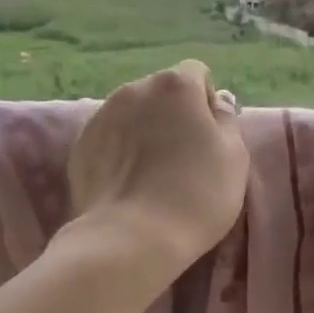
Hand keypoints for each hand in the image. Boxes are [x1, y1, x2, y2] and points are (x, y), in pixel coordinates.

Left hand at [67, 61, 248, 282]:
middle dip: (173, 115)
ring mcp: (101, 115)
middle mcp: (134, 89)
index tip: (210, 137)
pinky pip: (109, 138)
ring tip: (152, 173)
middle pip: (162, 93)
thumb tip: (216, 103)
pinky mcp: (79, 145)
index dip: (207, 102)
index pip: (197, 74)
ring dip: (145, 130)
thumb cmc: (196, 194)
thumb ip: (226, 121)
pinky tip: (129, 183)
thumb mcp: (234, 156)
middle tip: (183, 156)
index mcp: (175, 85)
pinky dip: (120, 151)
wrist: (131, 238)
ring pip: (133, 114)